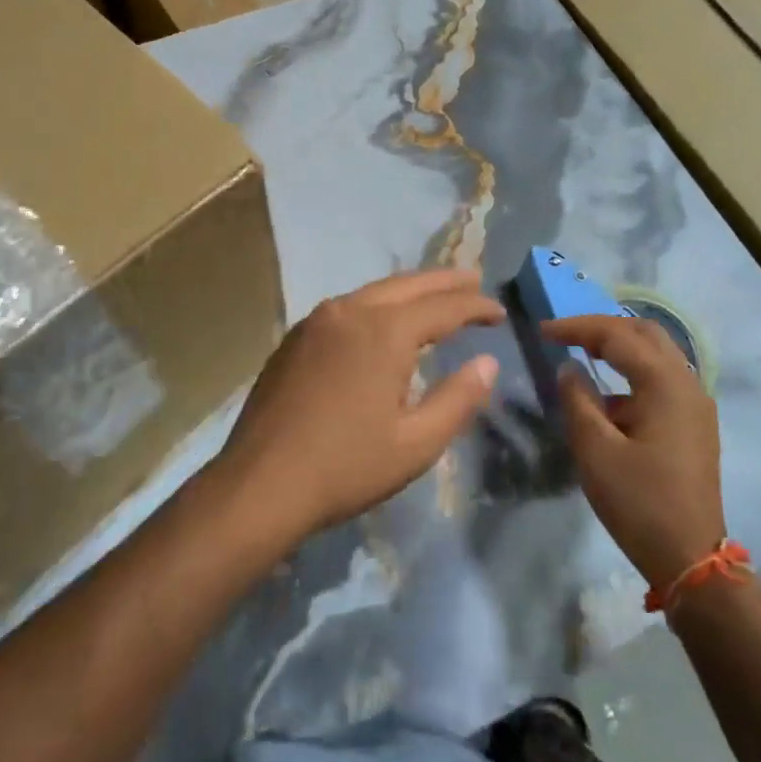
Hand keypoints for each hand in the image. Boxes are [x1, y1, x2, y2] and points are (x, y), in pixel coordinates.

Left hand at [213, 268, 502, 546]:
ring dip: (409, 290)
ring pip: (374, 291)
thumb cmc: (346, 466)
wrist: (261, 483)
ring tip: (434, 294)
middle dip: (445, 282)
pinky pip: (347, 306)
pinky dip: (377, 304)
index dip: (475, 306)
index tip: (499, 311)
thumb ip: (458, 398)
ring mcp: (317, 320)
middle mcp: (350, 311)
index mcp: (385, 331)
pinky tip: (383, 320)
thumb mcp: (416, 443)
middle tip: (474, 279)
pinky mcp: (295, 337)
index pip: (443, 307)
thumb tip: (487, 363)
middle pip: (408, 285)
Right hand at [544, 314, 726, 589]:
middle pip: (644, 333)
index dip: (577, 327)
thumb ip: (578, 400)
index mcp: (665, 384)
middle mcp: (687, 383)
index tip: (542, 330)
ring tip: (581, 354)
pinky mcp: (693, 424)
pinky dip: (631, 373)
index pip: (617, 336)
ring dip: (619, 348)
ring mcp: (695, 404)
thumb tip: (569, 368)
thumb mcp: (596, 451)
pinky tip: (607, 396)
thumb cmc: (639, 502)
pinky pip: (661, 380)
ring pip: (656, 355)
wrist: (690, 558)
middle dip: (602, 328)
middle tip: (565, 335)